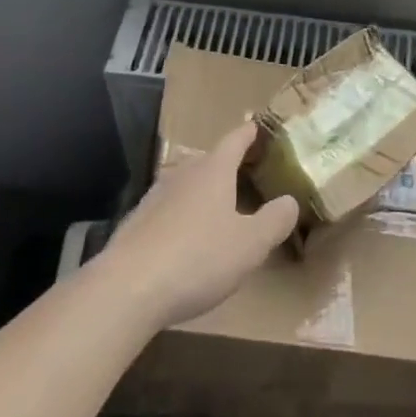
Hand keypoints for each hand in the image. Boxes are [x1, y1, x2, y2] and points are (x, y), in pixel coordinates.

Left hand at [100, 122, 299, 330]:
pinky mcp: (137, 224)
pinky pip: (169, 210)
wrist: (126, 289)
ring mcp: (155, 197)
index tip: (260, 127)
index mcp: (213, 170)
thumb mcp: (250, 244)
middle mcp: (183, 174)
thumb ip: (275, 219)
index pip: (235, 139)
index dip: (251, 133)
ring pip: (188, 184)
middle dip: (230, 165)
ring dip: (206, 192)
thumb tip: (289, 201)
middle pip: (210, 160)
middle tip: (251, 174)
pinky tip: (189, 241)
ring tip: (222, 208)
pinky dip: (184, 216)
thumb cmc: (197, 258)